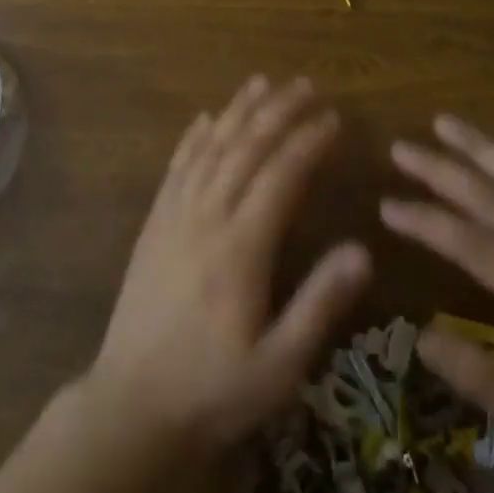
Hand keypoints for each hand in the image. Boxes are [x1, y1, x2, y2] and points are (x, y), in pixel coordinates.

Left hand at [85, 76, 371, 454]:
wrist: (130, 409)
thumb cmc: (213, 391)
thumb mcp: (279, 365)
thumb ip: (320, 303)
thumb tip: (363, 249)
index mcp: (241, 248)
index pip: (281, 176)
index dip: (308, 142)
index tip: (333, 118)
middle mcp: (206, 219)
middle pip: (245, 149)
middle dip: (277, 112)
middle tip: (304, 85)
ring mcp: (174, 218)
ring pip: (210, 149)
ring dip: (237, 112)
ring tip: (261, 83)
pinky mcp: (153, 226)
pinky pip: (176, 169)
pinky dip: (193, 139)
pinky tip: (205, 119)